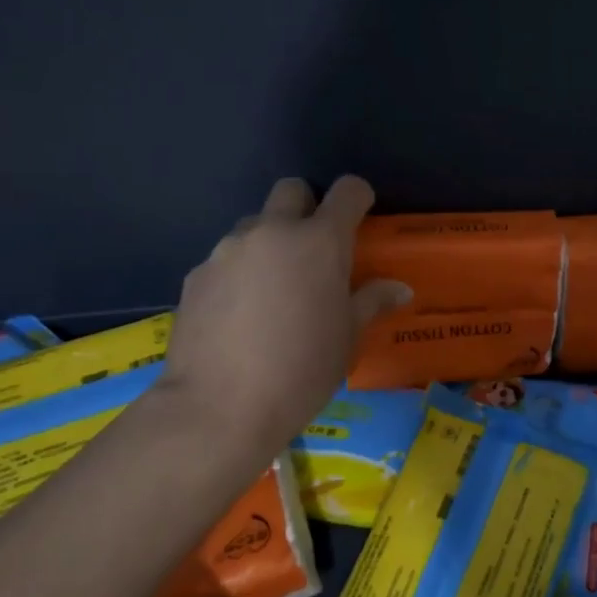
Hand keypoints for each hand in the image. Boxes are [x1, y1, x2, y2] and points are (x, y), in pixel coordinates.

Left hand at [160, 176, 410, 456]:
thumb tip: (399, 289)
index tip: (361, 215)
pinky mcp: (197, 274)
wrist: (220, 406)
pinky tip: (240, 316)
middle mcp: (273, 232)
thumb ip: (371, 302)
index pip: (347, 191)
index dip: (358, 197)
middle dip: (307, 206)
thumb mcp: (347, 338)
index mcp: (320, 242)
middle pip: (292, 190)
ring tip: (273, 290)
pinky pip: (226, 259)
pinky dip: (239, 273)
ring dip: (270, 242)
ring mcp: (228, 250)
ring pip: (255, 225)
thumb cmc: (302, 369)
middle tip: (314, 249)